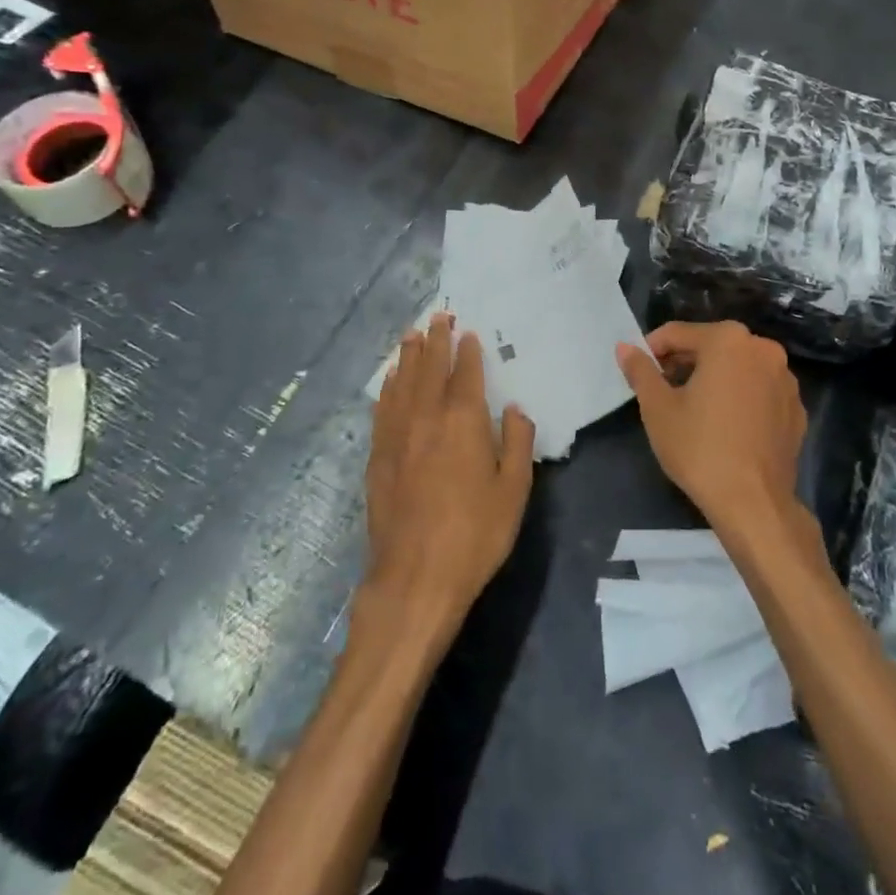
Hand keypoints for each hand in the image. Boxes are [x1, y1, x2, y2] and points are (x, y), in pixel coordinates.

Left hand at [367, 312, 535, 637]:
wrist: (415, 578)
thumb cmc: (475, 534)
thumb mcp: (514, 490)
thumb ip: (517, 441)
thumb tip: (513, 409)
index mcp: (463, 420)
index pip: (465, 373)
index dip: (467, 350)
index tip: (467, 331)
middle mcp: (426, 417)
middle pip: (429, 368)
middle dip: (435, 340)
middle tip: (437, 316)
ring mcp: (397, 436)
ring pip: (402, 382)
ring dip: (409, 356)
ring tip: (412, 335)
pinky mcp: (377, 457)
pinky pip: (383, 408)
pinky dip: (387, 387)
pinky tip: (389, 379)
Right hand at [616, 321, 807, 535]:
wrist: (754, 503)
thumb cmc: (699, 448)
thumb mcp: (658, 408)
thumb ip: (640, 370)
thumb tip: (624, 347)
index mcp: (728, 340)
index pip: (678, 333)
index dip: (652, 350)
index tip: (639, 372)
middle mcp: (763, 349)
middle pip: (711, 346)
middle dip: (684, 363)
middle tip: (662, 391)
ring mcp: (785, 379)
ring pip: (738, 368)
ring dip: (713, 379)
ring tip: (693, 409)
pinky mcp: (796, 408)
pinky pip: (759, 391)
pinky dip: (740, 398)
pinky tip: (725, 426)